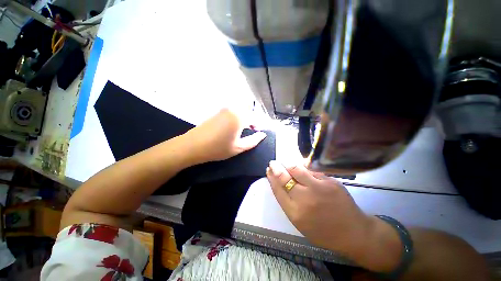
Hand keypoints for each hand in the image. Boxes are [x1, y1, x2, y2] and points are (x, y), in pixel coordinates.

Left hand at [184, 109, 266, 163]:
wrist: (193, 145)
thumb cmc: (218, 148)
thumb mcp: (238, 147)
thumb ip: (253, 141)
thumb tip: (263, 135)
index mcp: (239, 117)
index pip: (255, 117)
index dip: (259, 125)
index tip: (258, 133)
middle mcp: (233, 109)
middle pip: (248, 111)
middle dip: (252, 120)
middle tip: (251, 131)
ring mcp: (224, 109)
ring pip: (240, 111)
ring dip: (245, 118)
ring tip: (243, 130)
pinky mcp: (218, 112)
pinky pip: (232, 112)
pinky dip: (237, 117)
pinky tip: (233, 127)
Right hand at [266, 161, 401, 271]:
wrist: (353, 232)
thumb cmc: (323, 231)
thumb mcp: (300, 222)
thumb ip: (288, 202)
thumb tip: (279, 183)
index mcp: (295, 212)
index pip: (277, 189)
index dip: (271, 178)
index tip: (268, 170)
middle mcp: (304, 199)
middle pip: (284, 177)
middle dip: (276, 168)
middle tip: (272, 163)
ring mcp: (318, 188)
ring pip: (297, 169)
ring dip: (288, 164)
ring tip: (285, 162)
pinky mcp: (330, 181)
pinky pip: (311, 169)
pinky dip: (303, 166)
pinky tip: (301, 166)